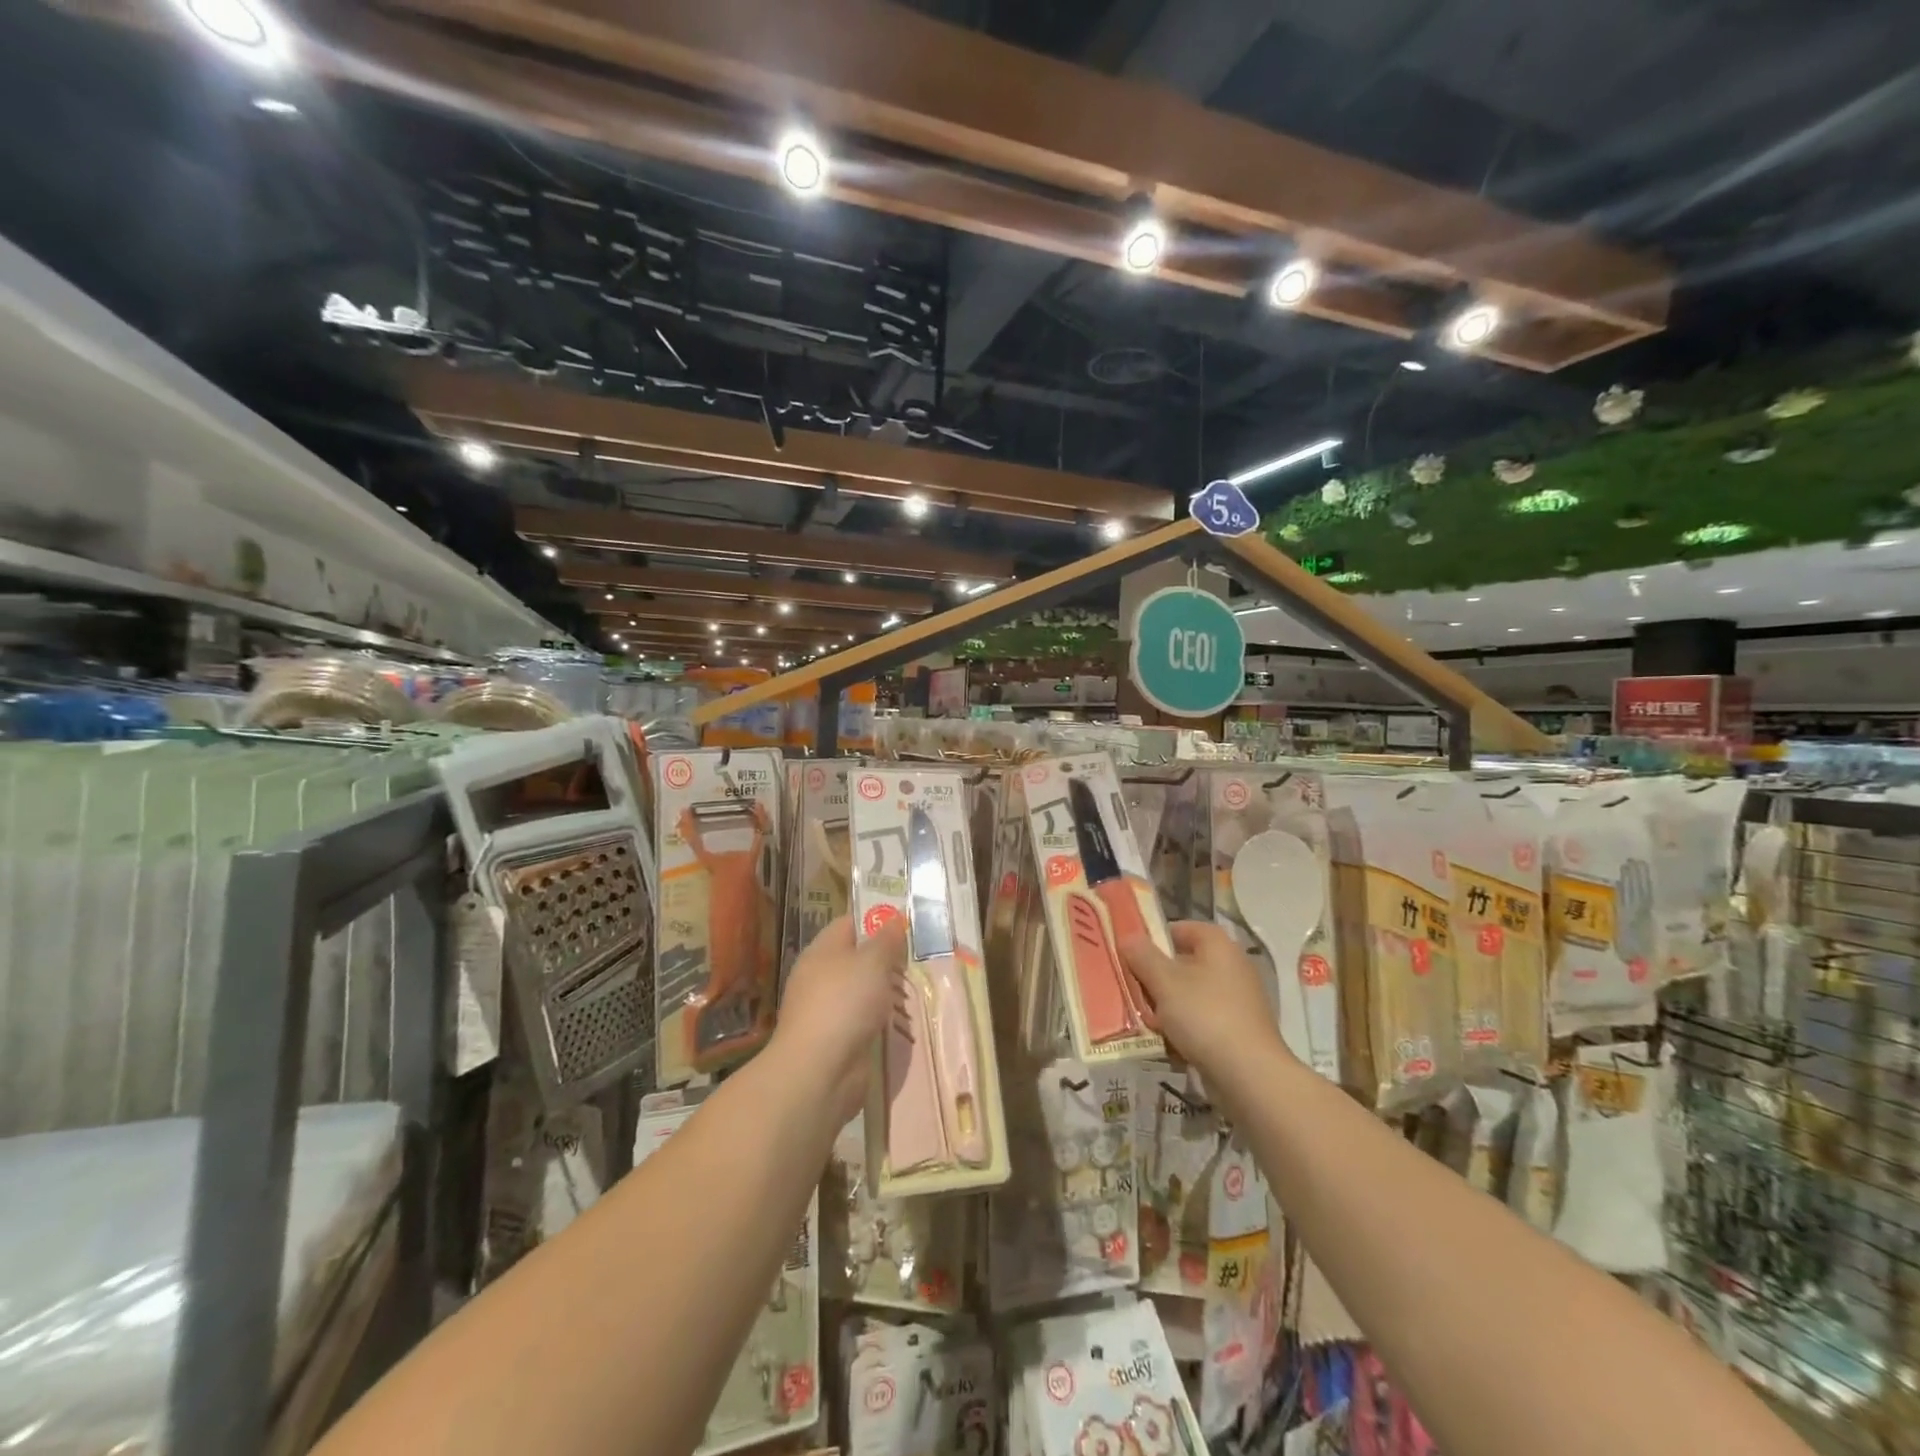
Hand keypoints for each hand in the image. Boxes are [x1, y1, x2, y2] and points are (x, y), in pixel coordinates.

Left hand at [774, 913, 906, 1124]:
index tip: (907, 921)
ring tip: (921, 988)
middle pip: (859, 958)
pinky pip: (865, 1020)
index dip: (876, 919)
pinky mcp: (838, 1039)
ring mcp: (828, 1010)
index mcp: (823, 951)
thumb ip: (886, 940)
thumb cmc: (844, 1003)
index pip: (850, 924)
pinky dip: (883, 1020)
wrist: (819, 1072)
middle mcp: (822, 977)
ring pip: (864, 991)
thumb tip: (894, 918)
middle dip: (889, 958)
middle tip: (922, 956)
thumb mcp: (872, 962)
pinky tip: (907, 1021)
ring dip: (889, 992)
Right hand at [1119, 921, 1290, 1081]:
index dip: (1156, 936)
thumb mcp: (1165, 982)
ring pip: (1191, 994)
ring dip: (1166, 1005)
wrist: (1250, 1076)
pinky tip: (1166, 1043)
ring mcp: (1238, 1002)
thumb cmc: (1205, 1016)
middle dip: (1156, 976)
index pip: (1184, 928)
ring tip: (1144, 1019)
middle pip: (1185, 963)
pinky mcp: (1238, 1032)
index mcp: (1219, 947)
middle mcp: (1232, 968)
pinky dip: (1184, 1028)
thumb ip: (1143, 956)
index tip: (1132, 952)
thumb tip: (1128, 936)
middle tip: (1131, 988)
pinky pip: (1202, 1020)